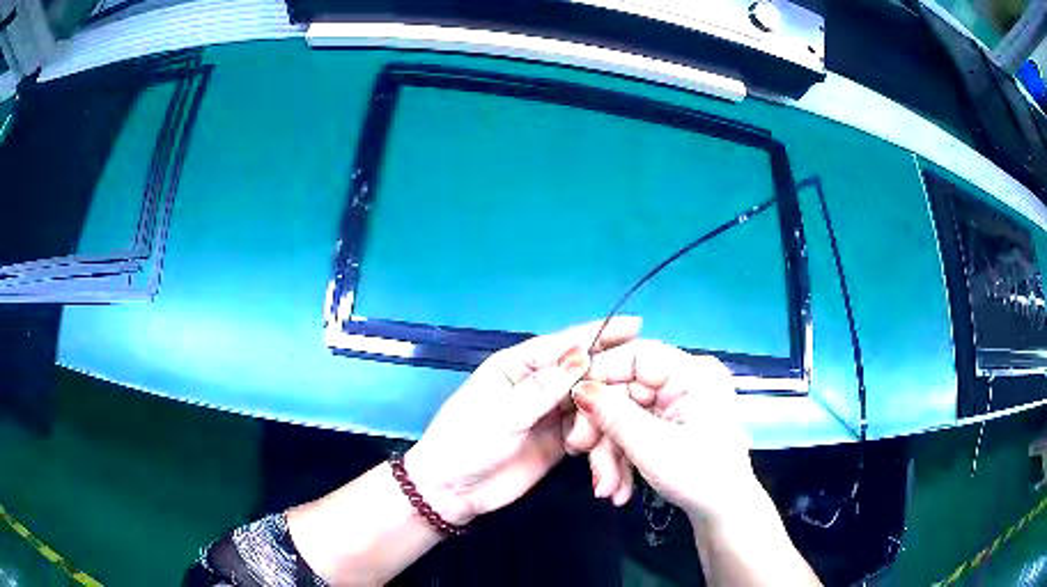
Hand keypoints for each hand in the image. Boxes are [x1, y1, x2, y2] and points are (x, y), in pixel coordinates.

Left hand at [404, 318, 641, 525]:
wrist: (452, 491)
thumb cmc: (467, 442)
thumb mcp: (503, 412)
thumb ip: (544, 387)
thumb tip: (583, 354)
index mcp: (518, 366)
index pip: (564, 344)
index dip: (600, 333)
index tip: (636, 326)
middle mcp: (538, 385)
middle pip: (583, 372)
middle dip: (611, 376)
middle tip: (643, 382)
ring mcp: (549, 414)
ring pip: (589, 402)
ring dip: (605, 412)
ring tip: (623, 419)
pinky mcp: (558, 442)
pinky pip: (587, 431)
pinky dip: (598, 436)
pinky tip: (606, 445)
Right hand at [571, 340, 761, 521]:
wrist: (724, 513)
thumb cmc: (700, 477)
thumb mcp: (652, 447)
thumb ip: (614, 415)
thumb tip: (578, 388)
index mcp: (692, 373)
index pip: (636, 355)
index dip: (600, 374)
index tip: (571, 401)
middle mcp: (684, 381)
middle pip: (625, 390)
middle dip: (602, 429)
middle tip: (580, 453)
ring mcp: (676, 405)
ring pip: (624, 415)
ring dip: (609, 453)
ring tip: (606, 489)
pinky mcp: (669, 426)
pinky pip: (634, 431)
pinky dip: (622, 458)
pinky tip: (618, 488)